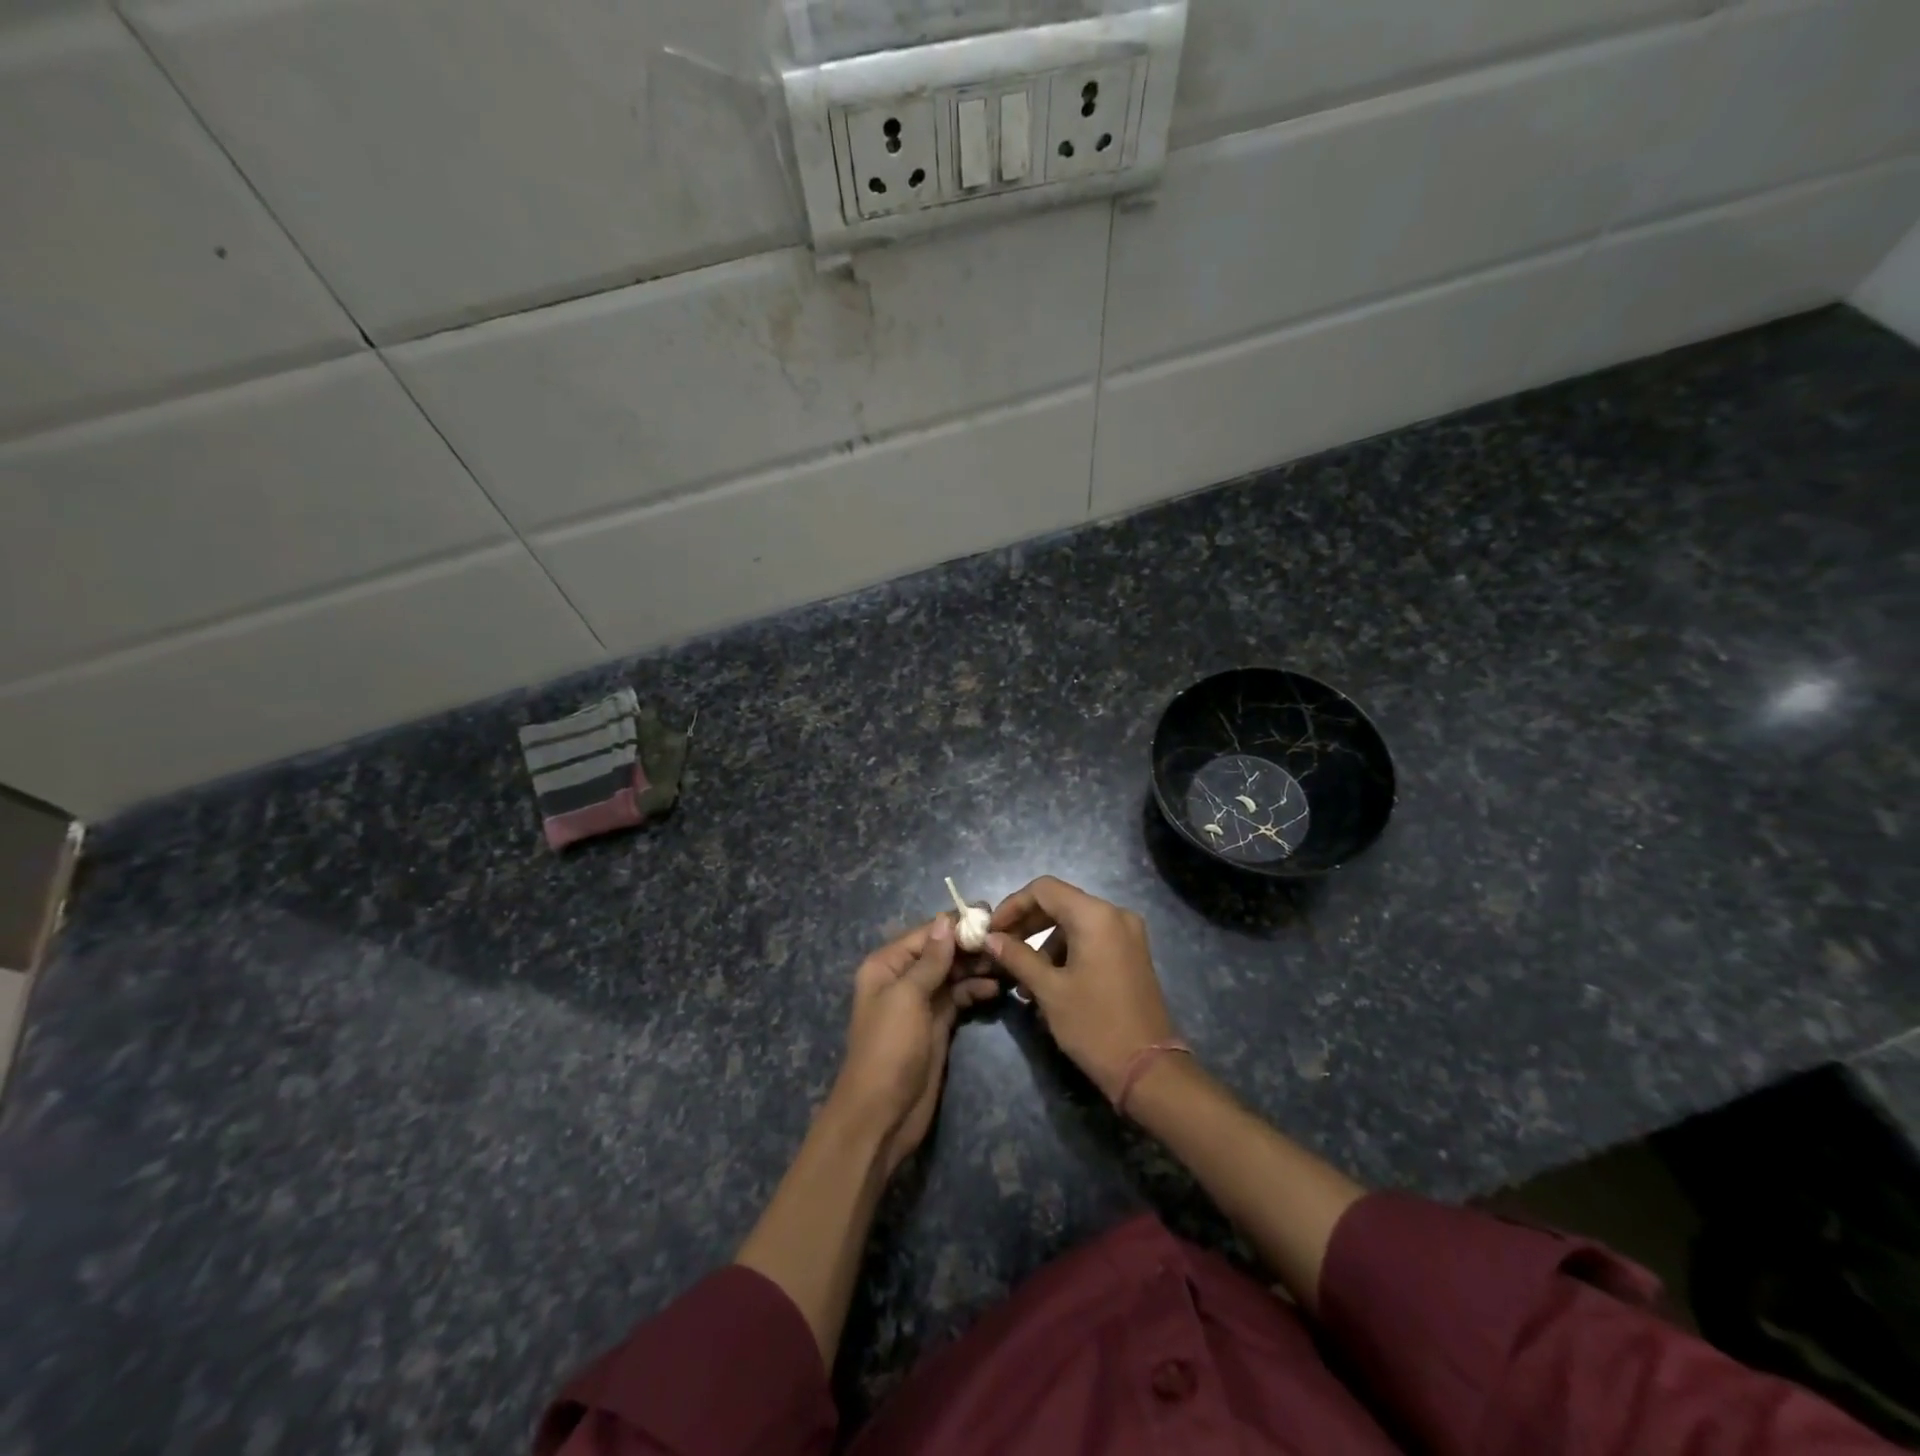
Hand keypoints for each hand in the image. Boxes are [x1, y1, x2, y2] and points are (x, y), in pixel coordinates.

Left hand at [827, 914, 1000, 1175]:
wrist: (881, 1114)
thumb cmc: (888, 1047)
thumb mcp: (907, 997)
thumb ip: (930, 960)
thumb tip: (945, 920)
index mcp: (886, 965)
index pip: (925, 934)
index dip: (955, 923)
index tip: (989, 913)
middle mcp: (902, 978)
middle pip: (940, 952)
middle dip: (970, 945)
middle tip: (1006, 939)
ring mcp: (921, 1003)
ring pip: (952, 974)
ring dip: (976, 967)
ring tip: (1007, 962)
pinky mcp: (937, 1025)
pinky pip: (958, 997)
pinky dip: (975, 990)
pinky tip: (996, 988)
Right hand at [986, 877, 1177, 1103]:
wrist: (1149, 1070)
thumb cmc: (1094, 1025)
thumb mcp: (1049, 990)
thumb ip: (1017, 956)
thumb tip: (990, 938)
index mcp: (1095, 915)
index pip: (1043, 889)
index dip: (1012, 905)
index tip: (991, 930)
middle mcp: (1115, 914)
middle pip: (1060, 903)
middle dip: (1026, 924)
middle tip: (1000, 949)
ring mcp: (1127, 934)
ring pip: (1074, 923)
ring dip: (1044, 943)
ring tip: (1022, 979)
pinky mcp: (1131, 954)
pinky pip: (1091, 939)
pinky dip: (1066, 953)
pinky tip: (1048, 984)